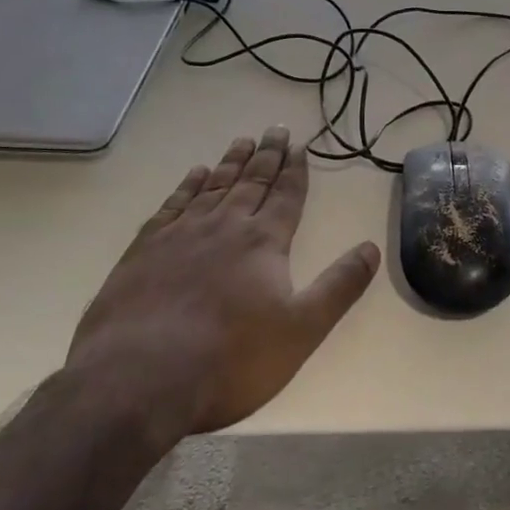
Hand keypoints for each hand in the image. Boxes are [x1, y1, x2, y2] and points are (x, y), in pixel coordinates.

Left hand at [66, 127, 379, 435]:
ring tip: (242, 141)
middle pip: (252, 182)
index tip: (300, 146)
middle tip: (275, 129)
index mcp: (263, 243)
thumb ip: (339, 286)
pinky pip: (172, 205)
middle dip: (267, 156)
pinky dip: (187, 186)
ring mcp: (180, 236)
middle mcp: (225, 227)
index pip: (286, 197)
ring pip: (212, 187)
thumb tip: (372, 247)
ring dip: (230, 162)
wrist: (138, 381)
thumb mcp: (302, 330)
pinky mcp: (143, 251)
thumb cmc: (230, 360)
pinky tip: (194, 174)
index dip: (295, 171)